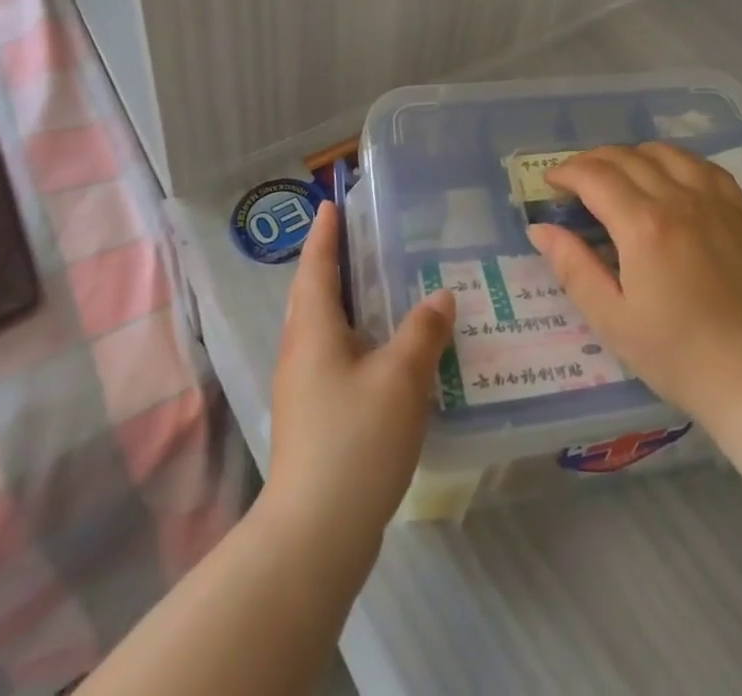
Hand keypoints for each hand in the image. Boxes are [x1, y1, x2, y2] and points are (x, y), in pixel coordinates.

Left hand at [264, 200, 456, 540]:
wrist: (314, 536)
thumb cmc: (354, 440)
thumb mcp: (401, 377)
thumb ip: (423, 331)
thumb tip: (439, 297)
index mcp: (313, 332)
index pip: (316, 268)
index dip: (324, 235)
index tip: (330, 204)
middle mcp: (301, 354)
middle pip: (313, 297)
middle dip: (332, 266)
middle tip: (364, 242)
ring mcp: (305, 391)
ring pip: (325, 332)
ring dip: (348, 306)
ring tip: (385, 292)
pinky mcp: (316, 421)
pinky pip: (336, 361)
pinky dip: (359, 343)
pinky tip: (390, 356)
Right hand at [528, 143, 741, 427]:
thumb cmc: (674, 353)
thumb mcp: (611, 319)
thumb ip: (573, 267)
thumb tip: (541, 229)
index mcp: (643, 225)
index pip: (595, 176)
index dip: (567, 173)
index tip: (551, 183)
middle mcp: (678, 200)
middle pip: (627, 158)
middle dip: (593, 161)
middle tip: (576, 180)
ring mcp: (714, 202)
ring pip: (667, 153)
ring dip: (634, 155)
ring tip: (620, 174)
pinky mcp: (740, 213)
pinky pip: (706, 167)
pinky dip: (679, 161)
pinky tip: (671, 176)